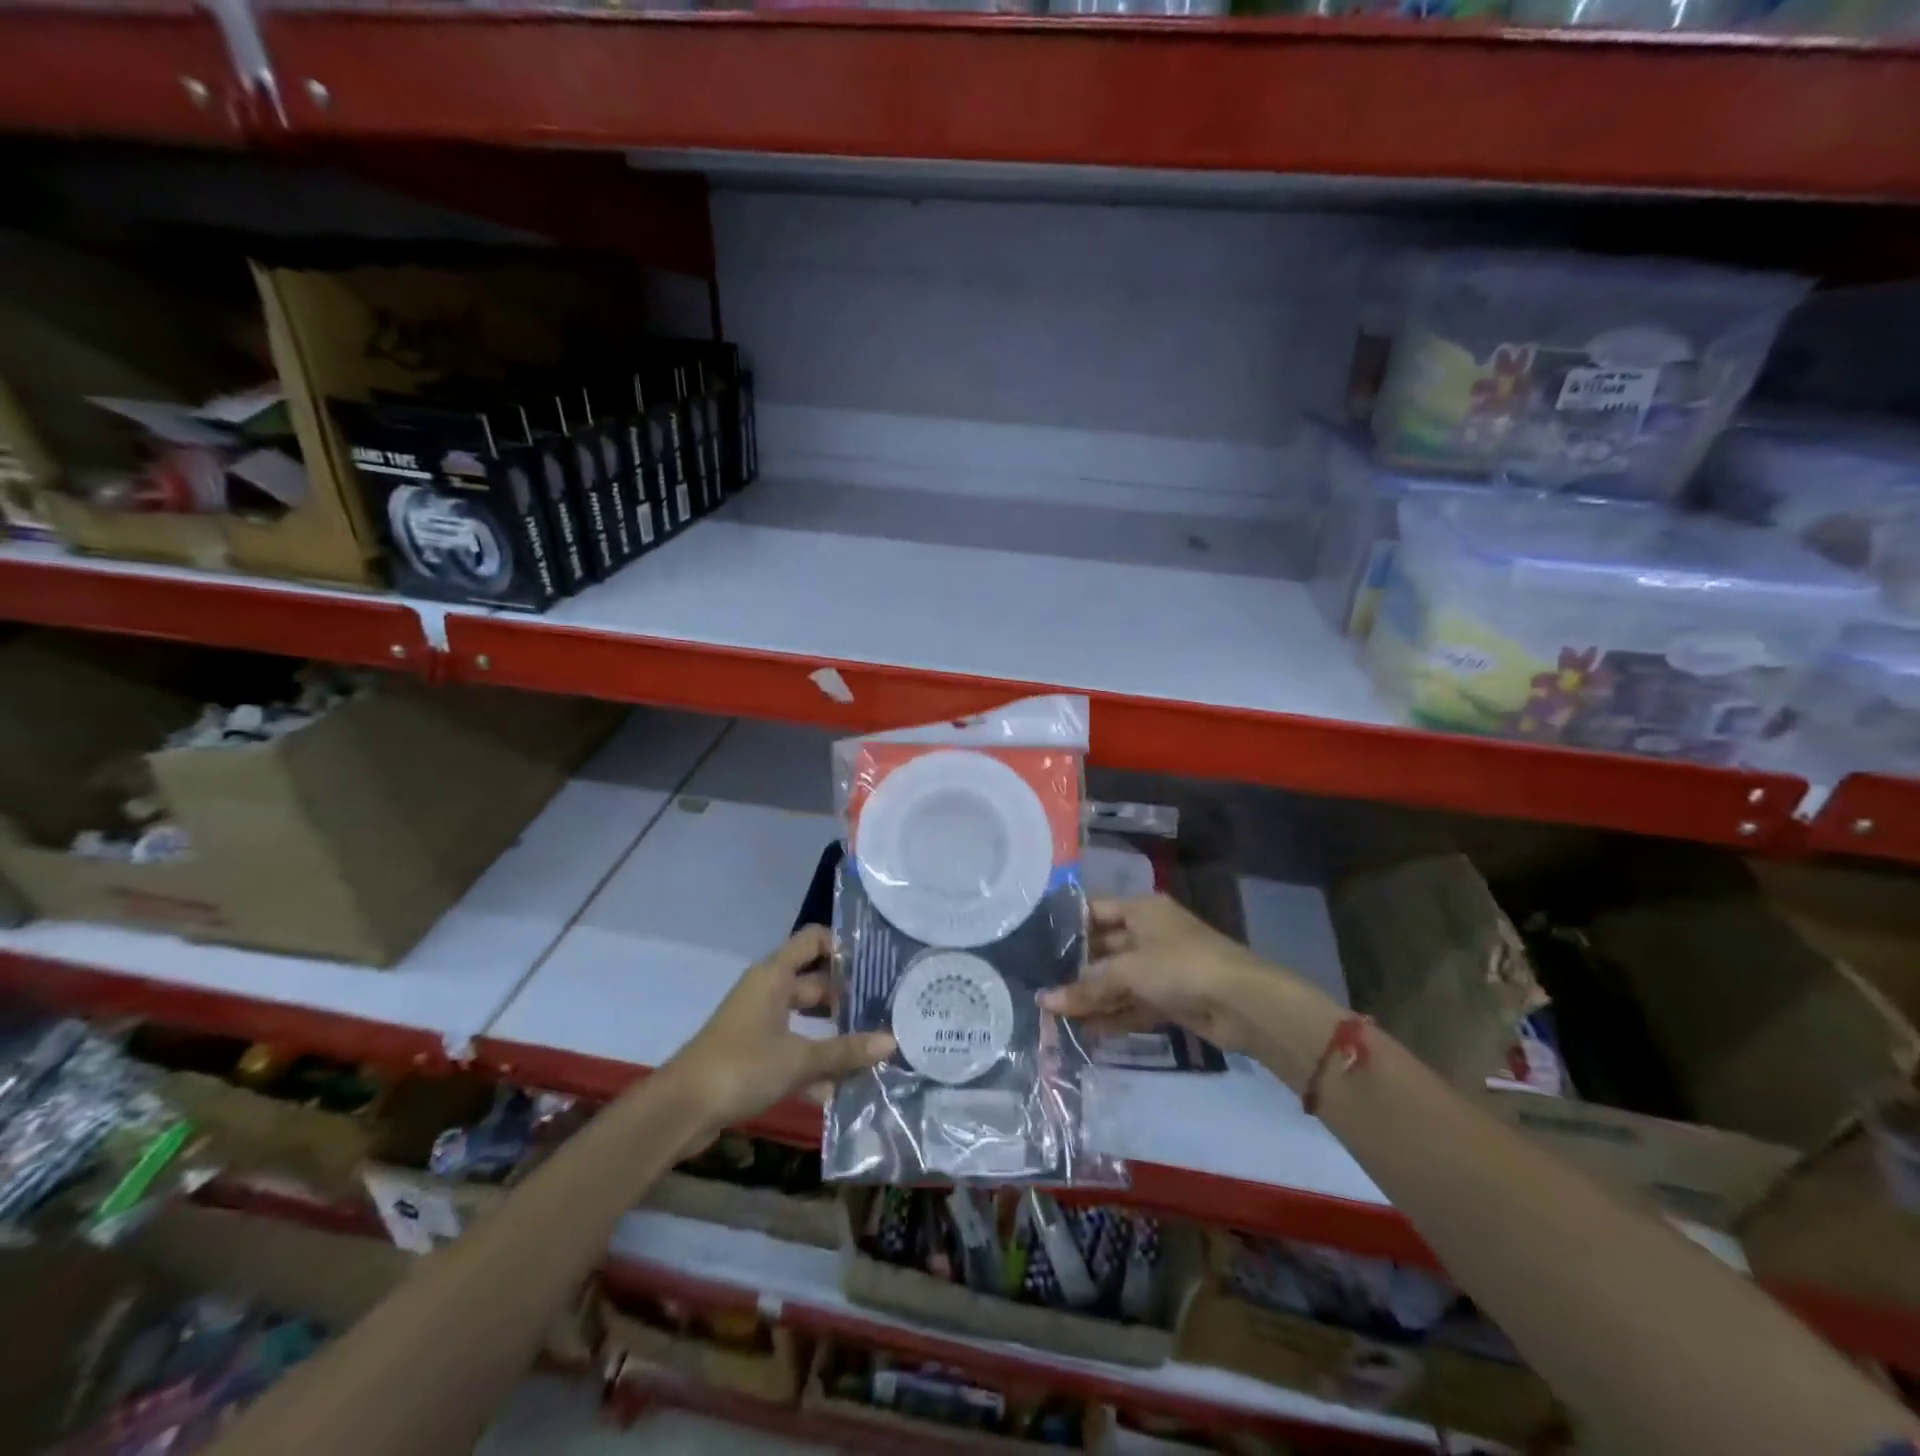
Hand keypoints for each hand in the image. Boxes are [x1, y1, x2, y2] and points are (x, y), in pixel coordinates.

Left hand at [668, 926, 893, 1130]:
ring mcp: (757, 1023)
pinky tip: (838, 1090)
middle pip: (814, 983)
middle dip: (846, 998)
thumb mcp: (800, 1059)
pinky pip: (791, 1049)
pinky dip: (811, 1064)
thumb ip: (846, 1051)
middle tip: (885, 1011)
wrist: (681, 1110)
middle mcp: (767, 991)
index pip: (813, 940)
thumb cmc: (742, 1066)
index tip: (874, 965)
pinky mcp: (751, 1055)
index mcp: (774, 975)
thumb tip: (892, 1041)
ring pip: (804, 1020)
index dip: (842, 946)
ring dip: (832, 1036)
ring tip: (871, 1050)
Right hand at [1041, 895, 1296, 1057]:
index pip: (1094, 911)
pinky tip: (1084, 1030)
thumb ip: (1087, 987)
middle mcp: (1148, 933)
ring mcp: (1160, 967)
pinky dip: (1112, 1016)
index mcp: (1141, 910)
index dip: (1066, 926)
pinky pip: (1132, 1004)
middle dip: (1074, 970)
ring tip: (1053, 1015)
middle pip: (1103, 949)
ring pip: (1116, 981)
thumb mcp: (1128, 971)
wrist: (1244, 1003)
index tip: (1032, 944)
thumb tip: (1044, 1002)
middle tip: (1037, 985)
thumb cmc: (1181, 966)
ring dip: (1091, 998)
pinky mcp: (1169, 998)